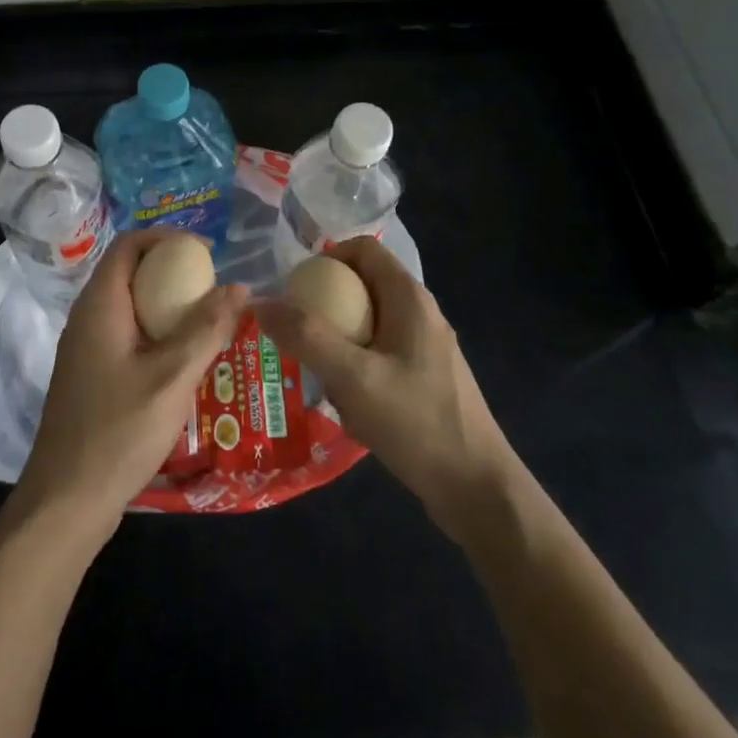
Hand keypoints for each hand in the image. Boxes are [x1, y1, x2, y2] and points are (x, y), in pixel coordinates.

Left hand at [15, 230, 244, 540]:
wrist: (66, 500)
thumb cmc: (119, 431)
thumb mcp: (173, 378)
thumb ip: (207, 329)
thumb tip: (239, 286)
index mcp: (100, 305)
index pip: (129, 244)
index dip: (168, 238)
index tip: (206, 253)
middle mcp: (87, 317)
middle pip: (130, 271)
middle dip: (172, 271)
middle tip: (213, 288)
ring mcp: (85, 347)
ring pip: (129, 305)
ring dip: (166, 304)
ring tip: (207, 320)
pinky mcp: (91, 374)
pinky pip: (126, 333)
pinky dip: (156, 331)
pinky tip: (183, 360)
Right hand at [255, 236, 517, 541]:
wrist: (476, 489)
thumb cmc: (416, 422)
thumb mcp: (353, 377)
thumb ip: (306, 337)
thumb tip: (260, 303)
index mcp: (409, 298)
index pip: (363, 248)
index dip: (326, 257)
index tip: (295, 289)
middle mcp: (420, 313)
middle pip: (362, 285)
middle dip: (325, 305)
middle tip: (295, 334)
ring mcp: (425, 347)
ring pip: (369, 323)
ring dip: (338, 341)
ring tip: (317, 374)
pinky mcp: (425, 377)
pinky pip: (379, 353)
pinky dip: (356, 367)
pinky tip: (346, 403)